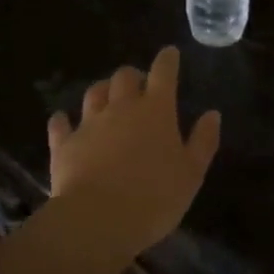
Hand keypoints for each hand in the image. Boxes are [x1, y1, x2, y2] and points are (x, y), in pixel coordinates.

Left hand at [46, 47, 220, 258]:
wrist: (98, 220)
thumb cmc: (154, 197)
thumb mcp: (191, 173)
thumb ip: (203, 141)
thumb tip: (212, 114)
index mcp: (156, 110)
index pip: (163, 72)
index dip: (167, 60)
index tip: (170, 53)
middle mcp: (121, 107)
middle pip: (124, 76)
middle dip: (133, 75)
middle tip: (139, 85)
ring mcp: (89, 123)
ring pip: (94, 92)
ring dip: (102, 91)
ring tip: (107, 98)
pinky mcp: (64, 143)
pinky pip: (61, 123)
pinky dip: (64, 120)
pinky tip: (64, 122)